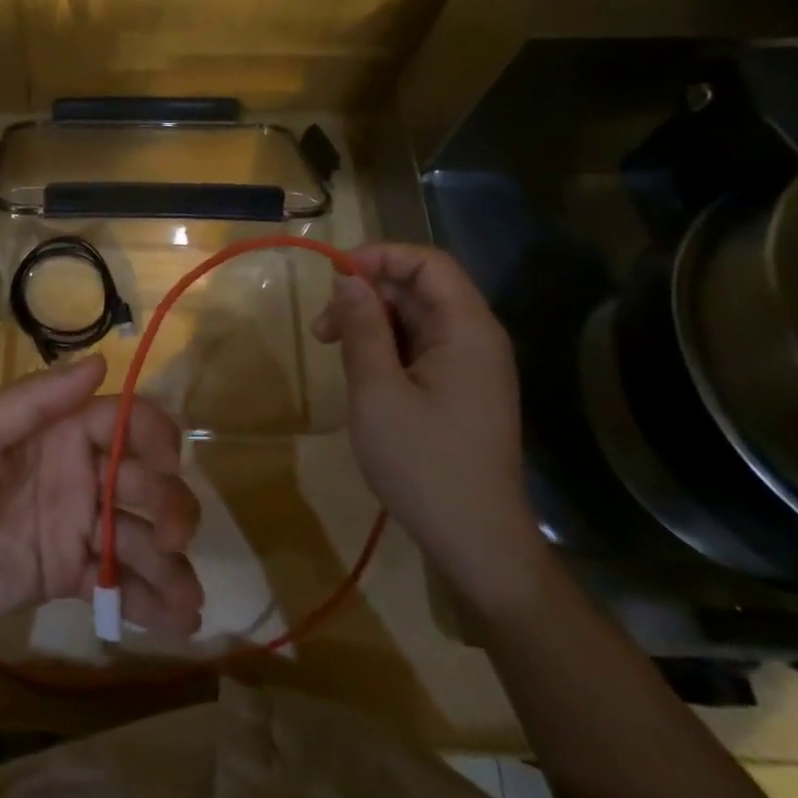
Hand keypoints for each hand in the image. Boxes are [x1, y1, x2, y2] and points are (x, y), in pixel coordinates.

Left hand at [0, 355, 203, 646]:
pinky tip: (179, 623)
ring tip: (188, 600)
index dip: (153, 435)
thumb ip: (35, 400)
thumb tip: (102, 361)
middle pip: (144, 480)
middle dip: (169, 505)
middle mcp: (80, 473)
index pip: (124, 421)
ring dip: (172, 563)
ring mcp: (78, 527)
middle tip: (169, 537)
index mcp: (60, 431)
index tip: (167, 463)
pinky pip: (120, 583)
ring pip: (140, 536)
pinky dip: (153, 600)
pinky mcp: (70, 574)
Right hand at [312, 243, 546, 609]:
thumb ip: (362, 326)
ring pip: (413, 316)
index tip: (333, 276)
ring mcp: (469, 364)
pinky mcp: (458, 387)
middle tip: (322, 328)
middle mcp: (475, 338)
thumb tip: (347, 278)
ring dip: (369, 321)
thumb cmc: (423, 463)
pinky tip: (357, 370)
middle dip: (366, 294)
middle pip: (419, 288)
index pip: (428, 263)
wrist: (475, 541)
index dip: (380, 256)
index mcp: (467, 330)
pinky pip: (418, 345)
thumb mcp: (377, 390)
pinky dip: (383, 346)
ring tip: (331, 348)